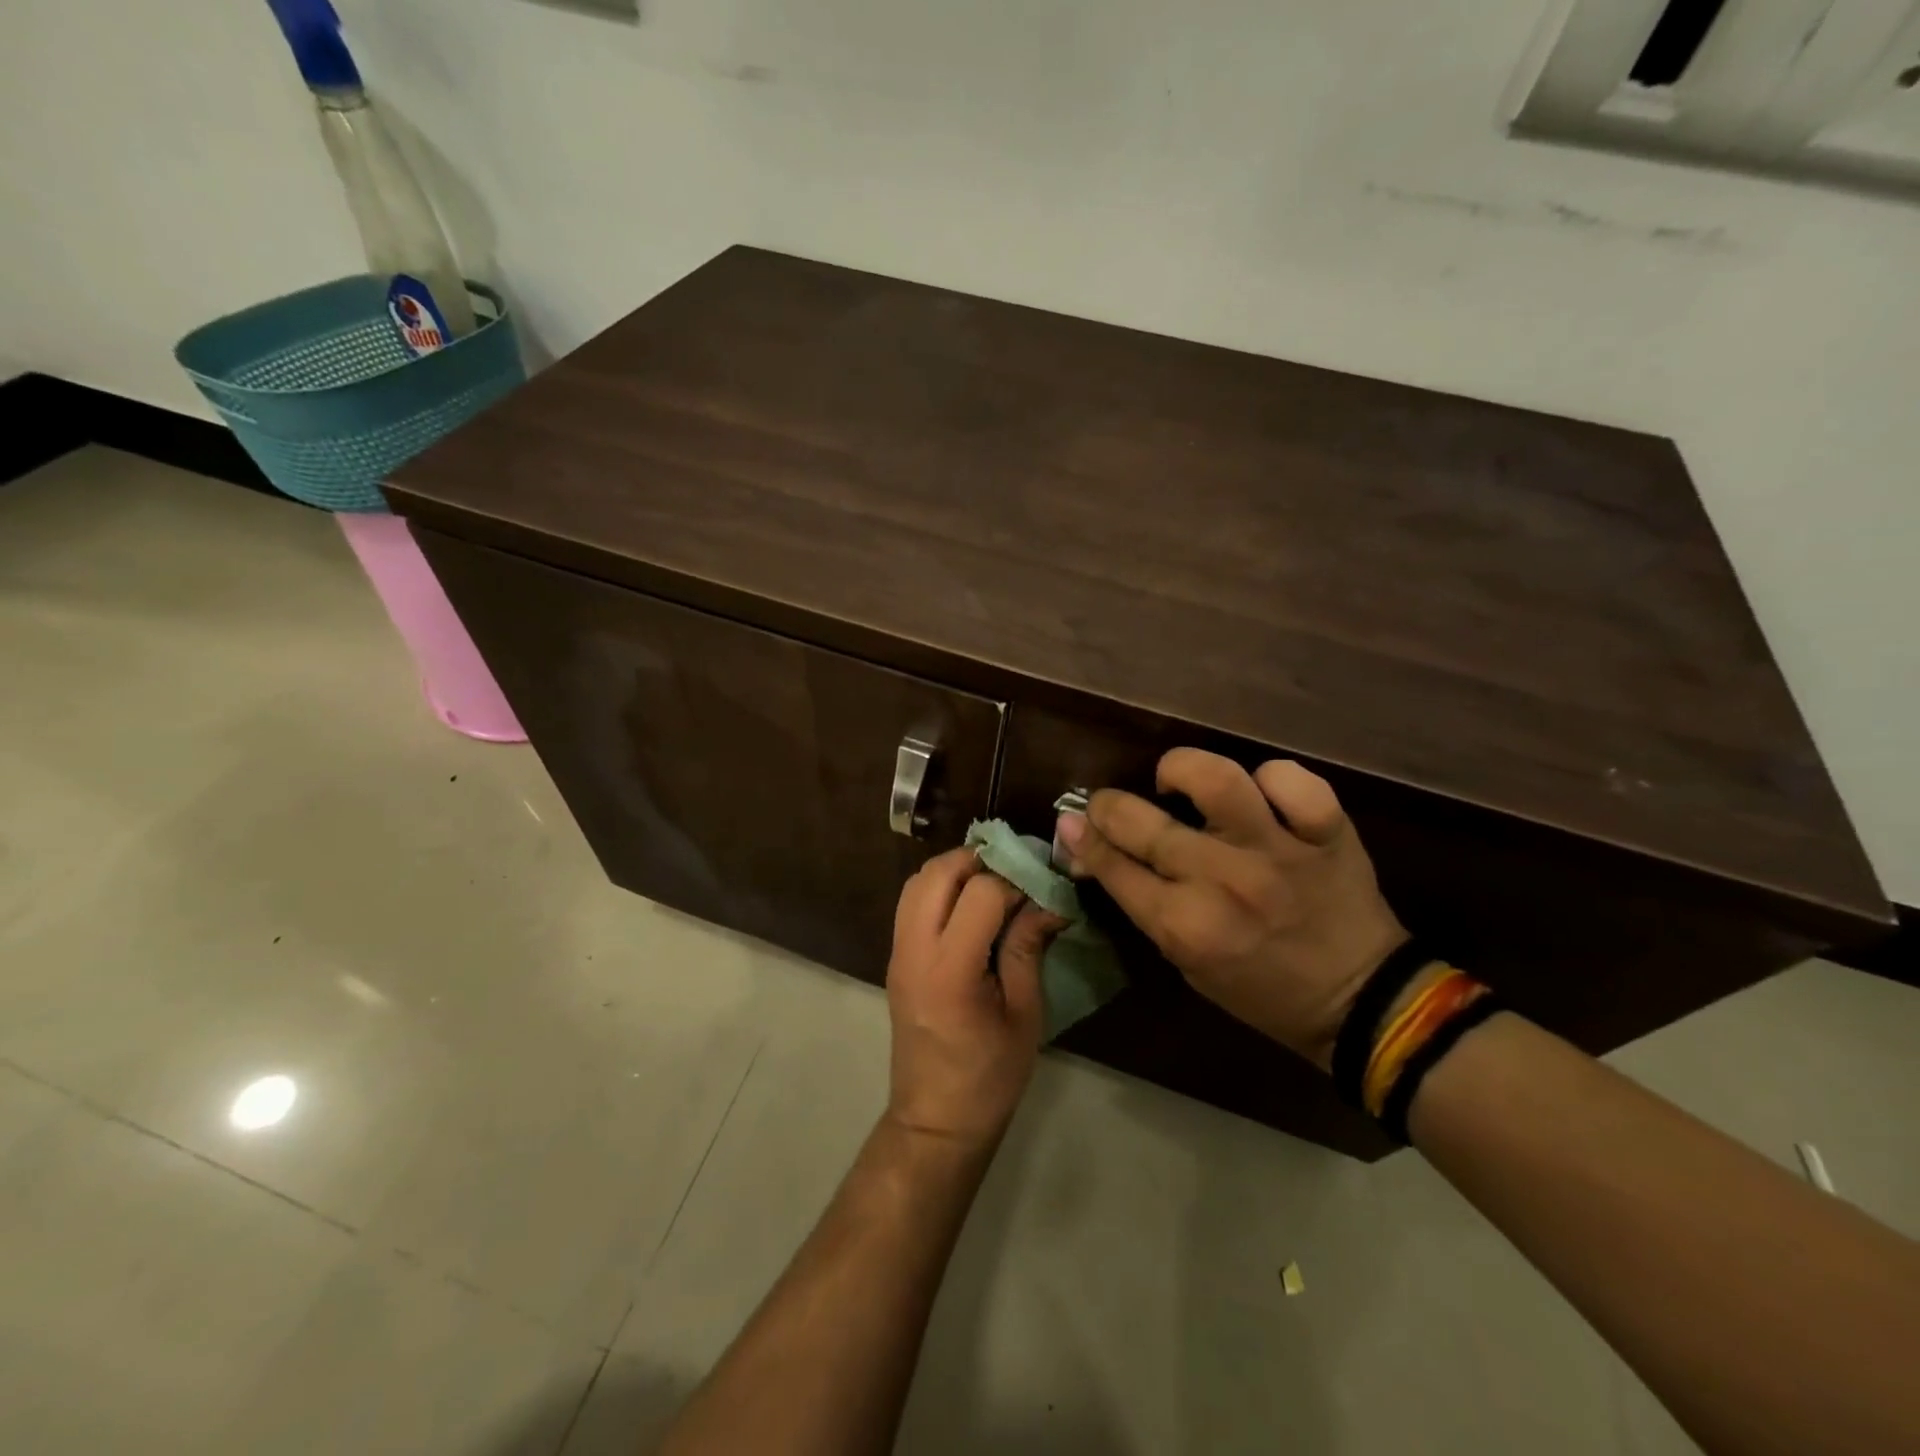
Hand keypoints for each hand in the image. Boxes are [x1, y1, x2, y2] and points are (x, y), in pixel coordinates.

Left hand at [885, 848, 1064, 1150]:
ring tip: (993, 885)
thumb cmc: (989, 1076)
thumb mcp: (1024, 1014)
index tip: (1041, 890)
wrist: (936, 1119)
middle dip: (978, 859)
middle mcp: (915, 950)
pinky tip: (970, 908)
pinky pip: (911, 903)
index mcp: (950, 969)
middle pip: (937, 872)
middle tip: (1015, 873)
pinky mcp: (895, 958)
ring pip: (917, 881)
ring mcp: (898, 952)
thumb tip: (1050, 901)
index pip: (980, 893)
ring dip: (955, 870)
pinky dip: (939, 889)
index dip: (1015, 882)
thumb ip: (1028, 948)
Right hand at [1055, 749, 1405, 1071]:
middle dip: (1108, 806)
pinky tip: (1260, 796)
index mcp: (1185, 926)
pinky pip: (1292, 781)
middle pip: (1141, 822)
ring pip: (1216, 779)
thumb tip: (1091, 849)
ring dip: (1181, 771)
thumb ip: (1140, 902)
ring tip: (1177, 783)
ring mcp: (1277, 851)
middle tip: (1111, 805)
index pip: (1112, 865)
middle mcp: (1223, 881)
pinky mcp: (1327, 833)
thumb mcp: (1185, 960)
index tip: (1072, 822)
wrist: (1361, 1001)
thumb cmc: (1259, 988)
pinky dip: (1271, 779)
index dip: (1082, 838)